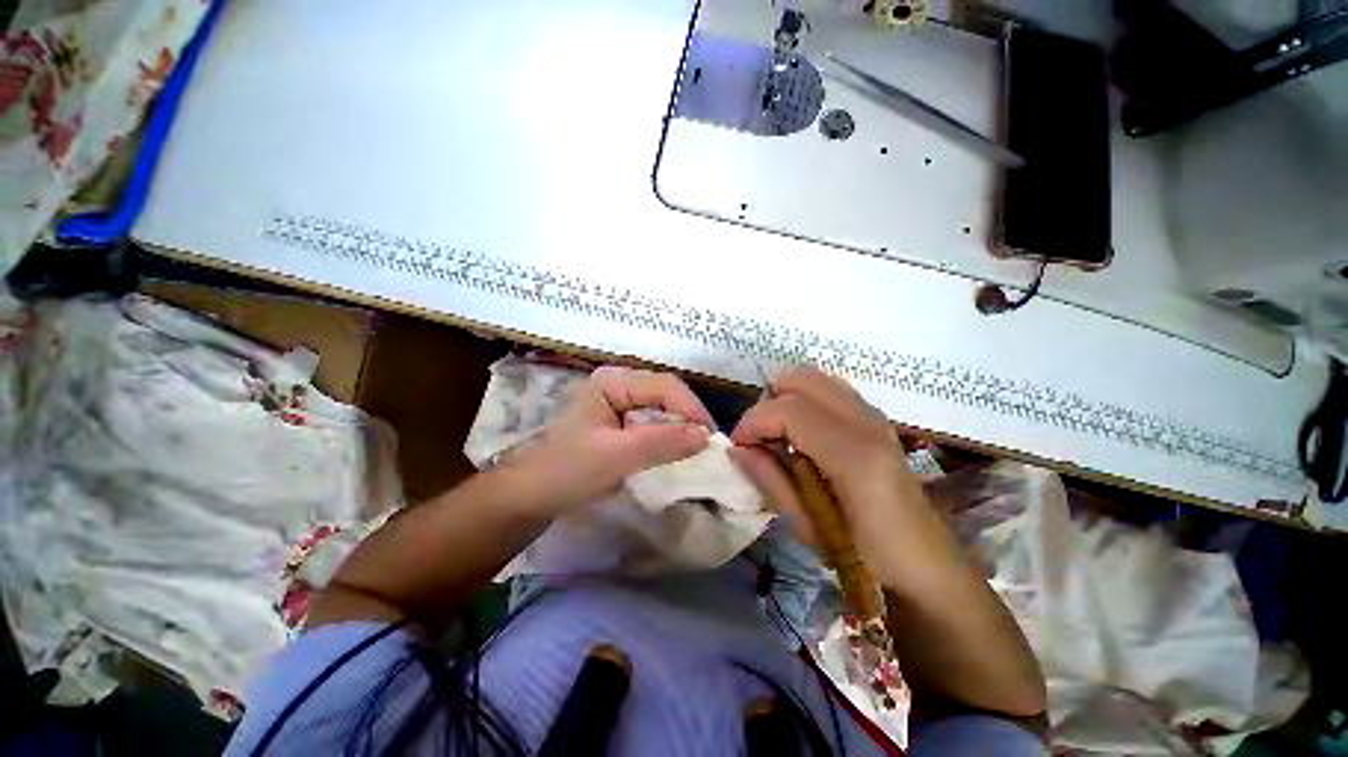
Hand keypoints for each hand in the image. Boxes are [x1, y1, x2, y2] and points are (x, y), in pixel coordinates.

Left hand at [508, 366, 712, 514]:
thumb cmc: (567, 471)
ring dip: (682, 429)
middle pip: (667, 395)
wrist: (530, 497)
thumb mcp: (616, 456)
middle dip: (689, 418)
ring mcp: (621, 404)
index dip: (691, 409)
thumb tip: (706, 436)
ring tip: (698, 451)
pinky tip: (678, 453)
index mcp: (613, 381)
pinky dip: (670, 438)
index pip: (665, 386)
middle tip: (708, 447)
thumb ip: (661, 443)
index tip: (710, 440)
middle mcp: (620, 385)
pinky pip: (655, 425)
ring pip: (664, 410)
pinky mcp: (622, 424)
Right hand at [730, 366, 928, 583]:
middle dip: (769, 402)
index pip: (790, 410)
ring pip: (816, 378)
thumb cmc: (867, 559)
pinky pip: (829, 390)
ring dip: (787, 399)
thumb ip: (772, 481)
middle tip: (759, 437)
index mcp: (855, 456)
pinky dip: (805, 402)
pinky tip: (803, 436)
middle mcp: (868, 422)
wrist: (927, 564)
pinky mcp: (875, 418)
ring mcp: (875, 415)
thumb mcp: (809, 528)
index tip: (738, 445)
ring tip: (778, 436)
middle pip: (802, 378)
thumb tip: (738, 449)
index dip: (754, 422)